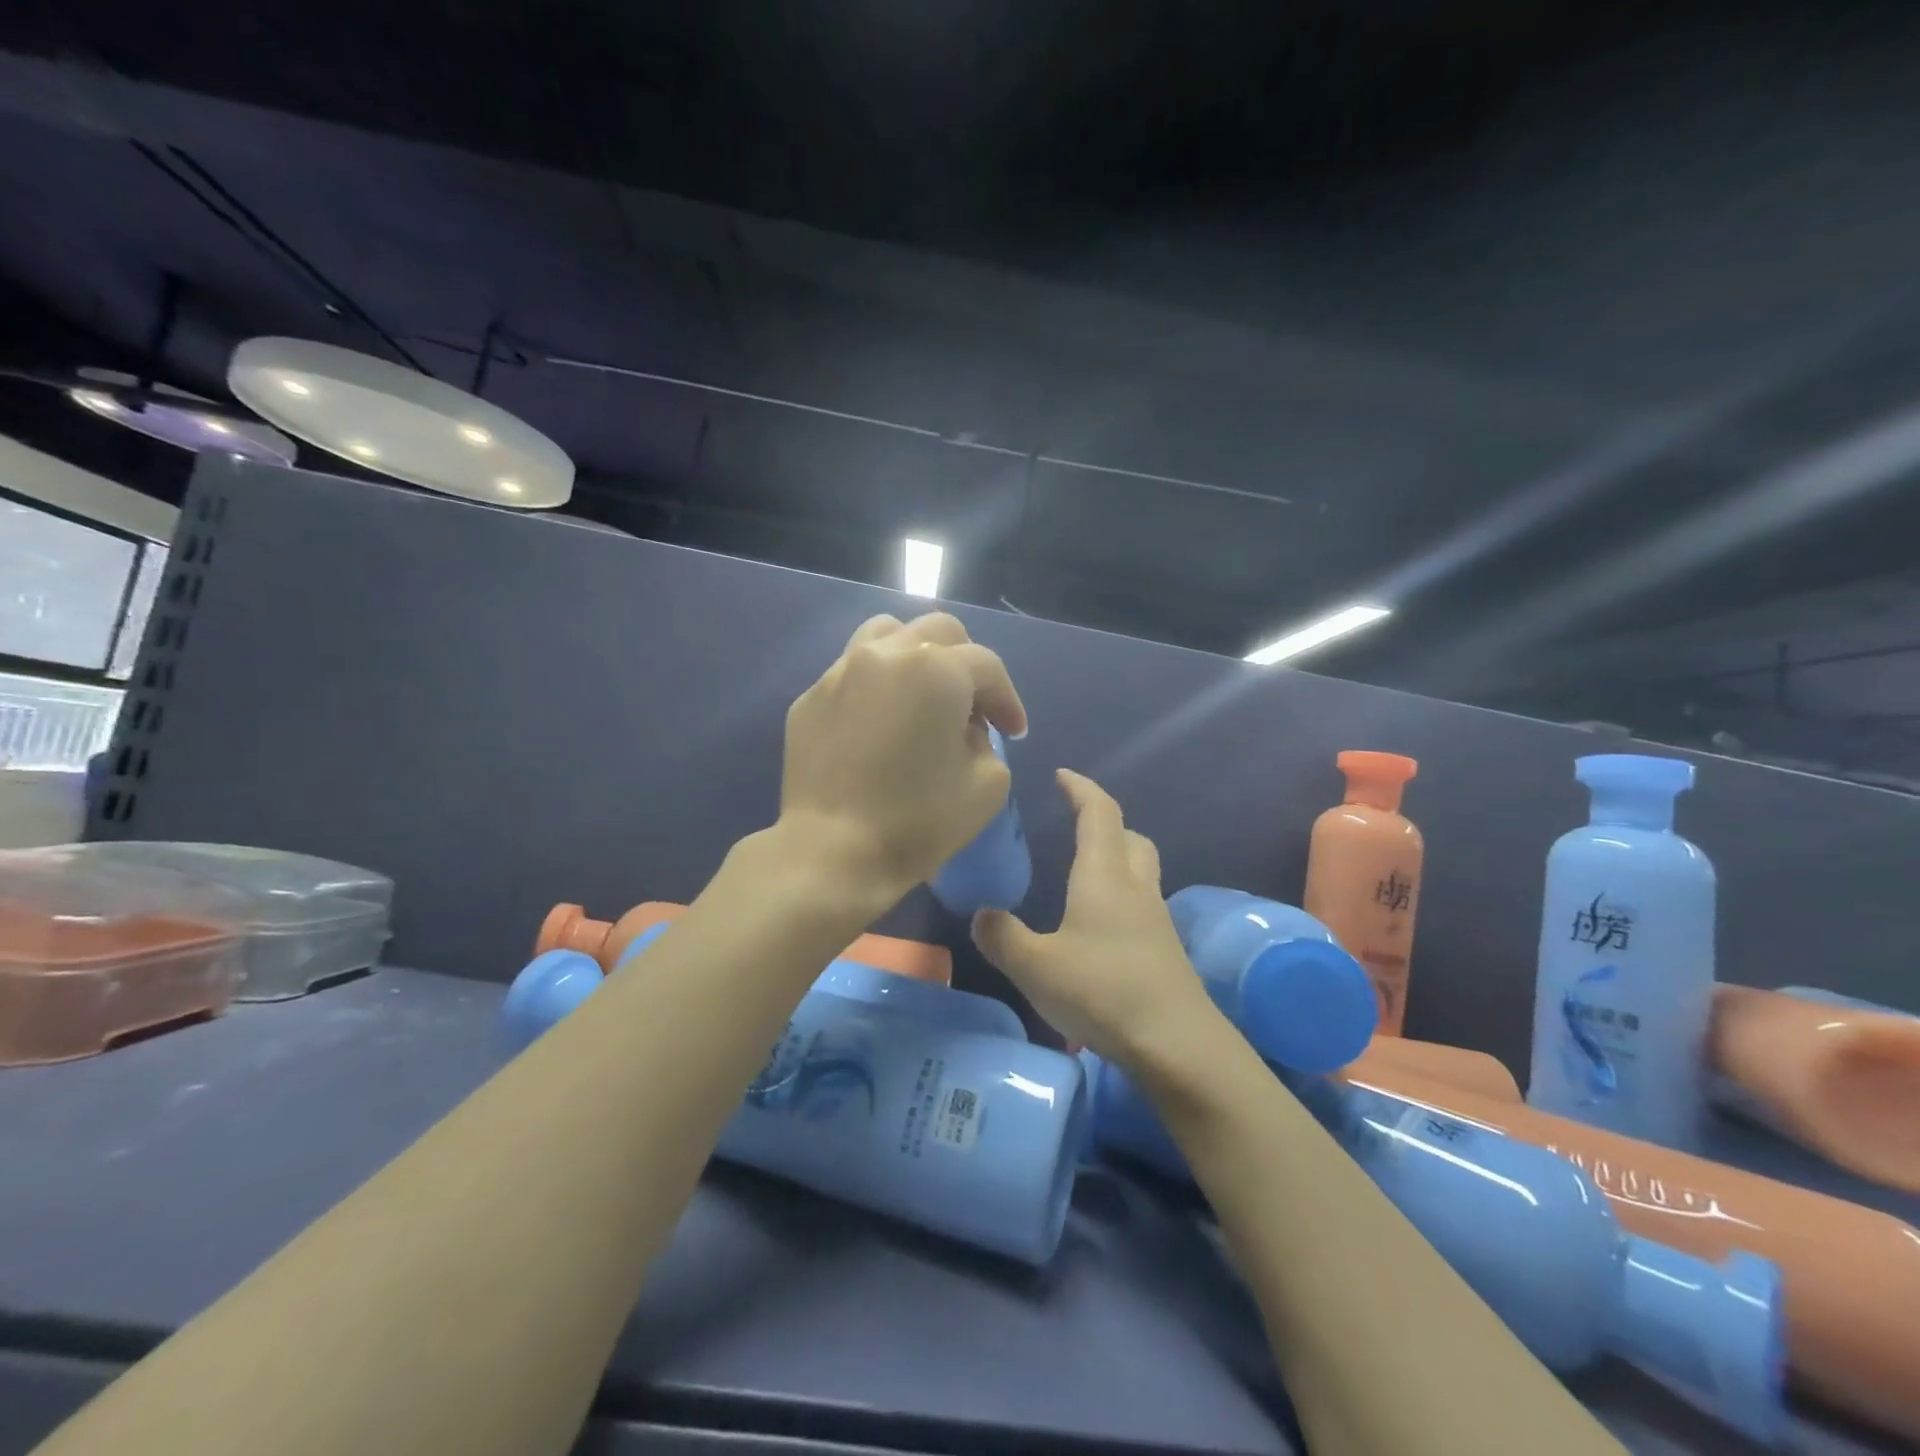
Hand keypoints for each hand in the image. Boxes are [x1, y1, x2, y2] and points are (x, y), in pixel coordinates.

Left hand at [779, 612, 1027, 906]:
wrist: (832, 853)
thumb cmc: (918, 822)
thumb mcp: (988, 785)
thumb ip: (986, 741)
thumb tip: (963, 728)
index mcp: (936, 669)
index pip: (987, 666)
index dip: (1007, 699)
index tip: (1013, 733)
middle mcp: (886, 654)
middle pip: (940, 633)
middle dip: (967, 665)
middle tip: (973, 708)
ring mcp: (840, 671)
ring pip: (888, 634)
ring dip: (917, 656)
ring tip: (923, 695)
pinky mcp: (810, 697)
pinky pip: (853, 672)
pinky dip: (877, 684)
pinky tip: (880, 723)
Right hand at [971, 769, 1215, 1064]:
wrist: (1177, 1044)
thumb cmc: (1103, 991)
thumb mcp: (1036, 966)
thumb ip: (1003, 937)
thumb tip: (983, 915)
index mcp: (1104, 876)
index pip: (1098, 813)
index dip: (1081, 788)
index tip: (1062, 775)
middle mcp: (1135, 888)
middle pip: (1129, 836)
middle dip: (1103, 822)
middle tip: (1075, 825)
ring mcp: (1156, 920)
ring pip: (1140, 870)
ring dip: (1116, 858)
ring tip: (1082, 876)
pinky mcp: (1164, 950)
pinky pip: (1141, 904)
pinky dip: (1120, 897)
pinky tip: (1098, 928)